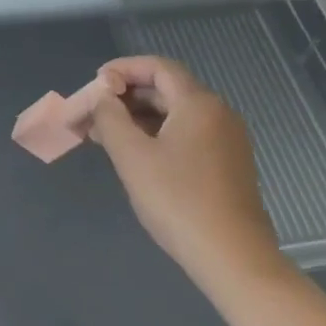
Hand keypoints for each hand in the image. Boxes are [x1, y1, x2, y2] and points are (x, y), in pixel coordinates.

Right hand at [88, 55, 287, 288]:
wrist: (233, 258)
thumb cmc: (178, 200)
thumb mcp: (133, 156)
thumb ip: (110, 118)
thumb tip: (102, 95)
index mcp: (198, 103)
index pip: (158, 67)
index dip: (123, 69)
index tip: (95, 83)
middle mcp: (218, 113)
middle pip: (167, 89)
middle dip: (126, 98)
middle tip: (93, 114)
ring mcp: (227, 140)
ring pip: (176, 115)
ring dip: (139, 119)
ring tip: (105, 137)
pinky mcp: (228, 165)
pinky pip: (188, 135)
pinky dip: (158, 136)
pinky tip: (136, 157)